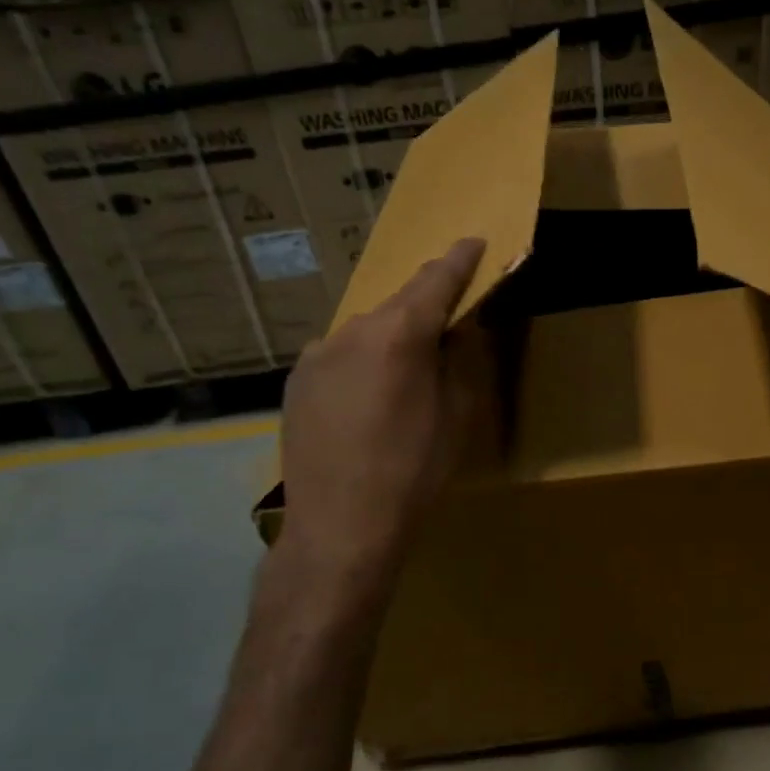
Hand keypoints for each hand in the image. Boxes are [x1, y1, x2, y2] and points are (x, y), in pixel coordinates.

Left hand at [278, 237, 486, 586]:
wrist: (340, 527)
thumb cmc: (414, 471)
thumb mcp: (457, 414)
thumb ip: (461, 359)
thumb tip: (458, 328)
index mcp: (398, 334)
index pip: (436, 281)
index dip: (459, 260)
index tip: (473, 243)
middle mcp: (351, 331)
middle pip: (398, 305)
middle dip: (425, 307)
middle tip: (447, 324)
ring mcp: (316, 354)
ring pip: (366, 332)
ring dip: (391, 339)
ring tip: (405, 375)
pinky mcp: (296, 381)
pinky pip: (340, 356)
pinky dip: (362, 362)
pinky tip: (368, 399)